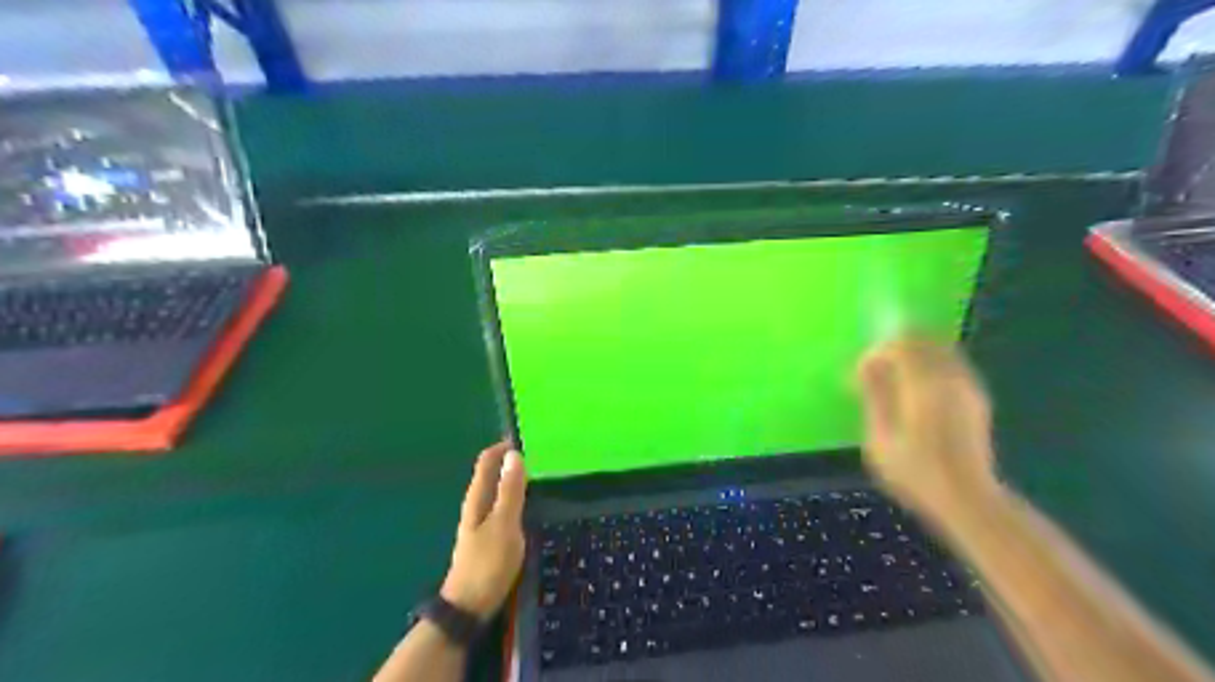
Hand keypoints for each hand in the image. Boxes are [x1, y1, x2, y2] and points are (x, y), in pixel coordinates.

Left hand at [442, 442, 527, 624]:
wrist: (469, 606)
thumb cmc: (488, 563)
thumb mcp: (504, 524)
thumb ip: (510, 491)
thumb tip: (514, 455)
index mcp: (477, 497)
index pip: (487, 460)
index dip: (504, 447)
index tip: (529, 440)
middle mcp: (477, 505)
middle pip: (492, 473)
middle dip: (512, 461)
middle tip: (542, 457)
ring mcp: (481, 522)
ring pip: (498, 491)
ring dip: (516, 480)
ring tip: (542, 477)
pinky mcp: (489, 537)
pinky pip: (503, 507)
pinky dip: (517, 498)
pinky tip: (532, 506)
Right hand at [854, 336, 994, 522]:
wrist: (967, 499)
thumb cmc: (916, 472)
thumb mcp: (880, 438)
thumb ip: (874, 396)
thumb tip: (867, 366)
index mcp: (924, 384)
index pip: (899, 344)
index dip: (875, 353)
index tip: (859, 375)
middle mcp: (950, 377)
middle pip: (922, 339)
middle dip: (894, 347)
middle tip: (873, 370)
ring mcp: (967, 386)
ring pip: (939, 348)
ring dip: (913, 354)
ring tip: (892, 379)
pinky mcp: (976, 397)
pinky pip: (950, 363)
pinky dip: (929, 364)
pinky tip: (915, 389)